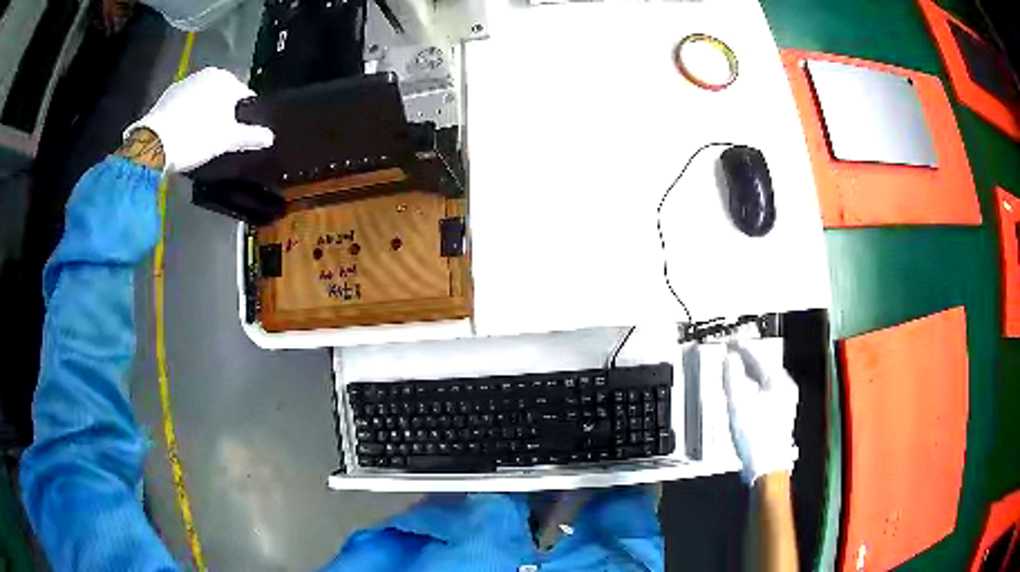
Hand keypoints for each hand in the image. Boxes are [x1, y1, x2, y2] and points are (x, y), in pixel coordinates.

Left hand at [124, 67, 273, 171]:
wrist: (153, 144)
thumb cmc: (196, 136)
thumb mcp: (227, 139)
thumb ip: (251, 136)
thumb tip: (270, 137)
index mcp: (225, 79)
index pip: (244, 96)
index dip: (244, 117)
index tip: (239, 135)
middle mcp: (206, 74)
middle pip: (221, 96)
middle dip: (222, 114)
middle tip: (218, 139)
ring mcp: (184, 83)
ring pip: (201, 99)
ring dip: (203, 114)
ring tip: (197, 139)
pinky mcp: (166, 96)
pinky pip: (183, 106)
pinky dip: (185, 116)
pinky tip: (181, 135)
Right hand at [723, 342, 798, 484]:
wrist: (765, 467)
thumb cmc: (755, 437)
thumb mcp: (737, 404)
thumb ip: (731, 377)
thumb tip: (728, 359)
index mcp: (780, 383)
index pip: (759, 357)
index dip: (743, 349)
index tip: (731, 343)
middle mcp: (786, 390)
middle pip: (764, 367)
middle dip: (746, 360)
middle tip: (732, 353)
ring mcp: (785, 402)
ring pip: (765, 380)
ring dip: (749, 374)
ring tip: (735, 370)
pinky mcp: (780, 414)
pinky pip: (765, 391)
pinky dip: (753, 386)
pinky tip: (744, 392)